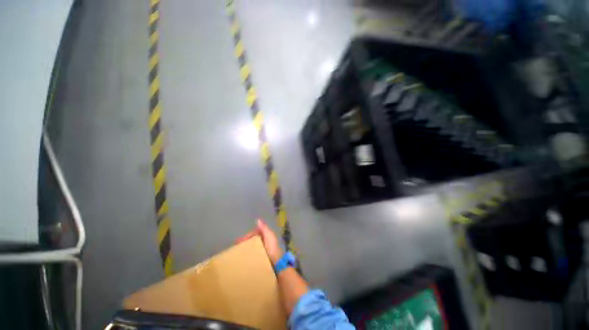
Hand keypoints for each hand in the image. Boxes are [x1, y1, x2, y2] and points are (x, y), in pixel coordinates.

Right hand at [236, 219, 283, 263]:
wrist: (277, 263)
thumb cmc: (272, 248)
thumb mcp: (269, 236)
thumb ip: (264, 228)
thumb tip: (258, 219)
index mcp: (266, 235)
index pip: (254, 233)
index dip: (247, 236)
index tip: (238, 241)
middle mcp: (265, 241)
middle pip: (253, 239)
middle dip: (245, 242)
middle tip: (236, 247)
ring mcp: (263, 249)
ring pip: (253, 246)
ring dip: (246, 248)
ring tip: (237, 252)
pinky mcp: (262, 257)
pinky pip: (253, 253)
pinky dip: (248, 253)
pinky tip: (243, 257)